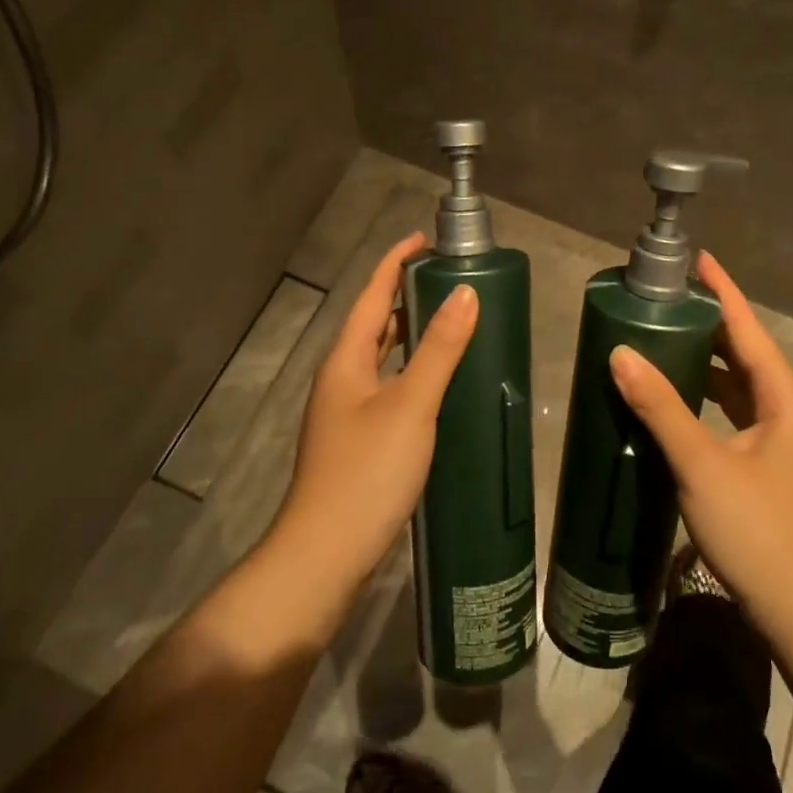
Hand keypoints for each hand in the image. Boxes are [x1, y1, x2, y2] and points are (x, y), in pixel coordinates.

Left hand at [274, 234, 478, 596]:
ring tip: (451, 319)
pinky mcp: (360, 439)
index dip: (395, 262)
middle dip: (407, 294)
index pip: (372, 294)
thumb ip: (438, 349)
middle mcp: (341, 377)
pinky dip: (413, 370)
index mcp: (345, 359)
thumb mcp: (410, 404)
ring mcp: (347, 411)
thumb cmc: (367, 471)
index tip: (425, 238)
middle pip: (375, 322)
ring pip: (382, 356)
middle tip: (450, 277)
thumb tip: (466, 293)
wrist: (326, 553)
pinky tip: (440, 382)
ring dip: (411, 333)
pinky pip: (389, 385)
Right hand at [607, 250, 792, 632]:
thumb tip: (621, 353)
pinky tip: (679, 402)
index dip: (724, 293)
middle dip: (712, 326)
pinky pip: (735, 415)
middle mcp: (789, 413)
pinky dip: (708, 399)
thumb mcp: (702, 464)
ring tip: (667, 340)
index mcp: (785, 401)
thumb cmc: (758, 530)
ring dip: (709, 363)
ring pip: (741, 388)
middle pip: (747, 355)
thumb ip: (661, 406)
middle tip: (668, 301)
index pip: (750, 330)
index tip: (699, 260)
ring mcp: (781, 444)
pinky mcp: (768, 469)